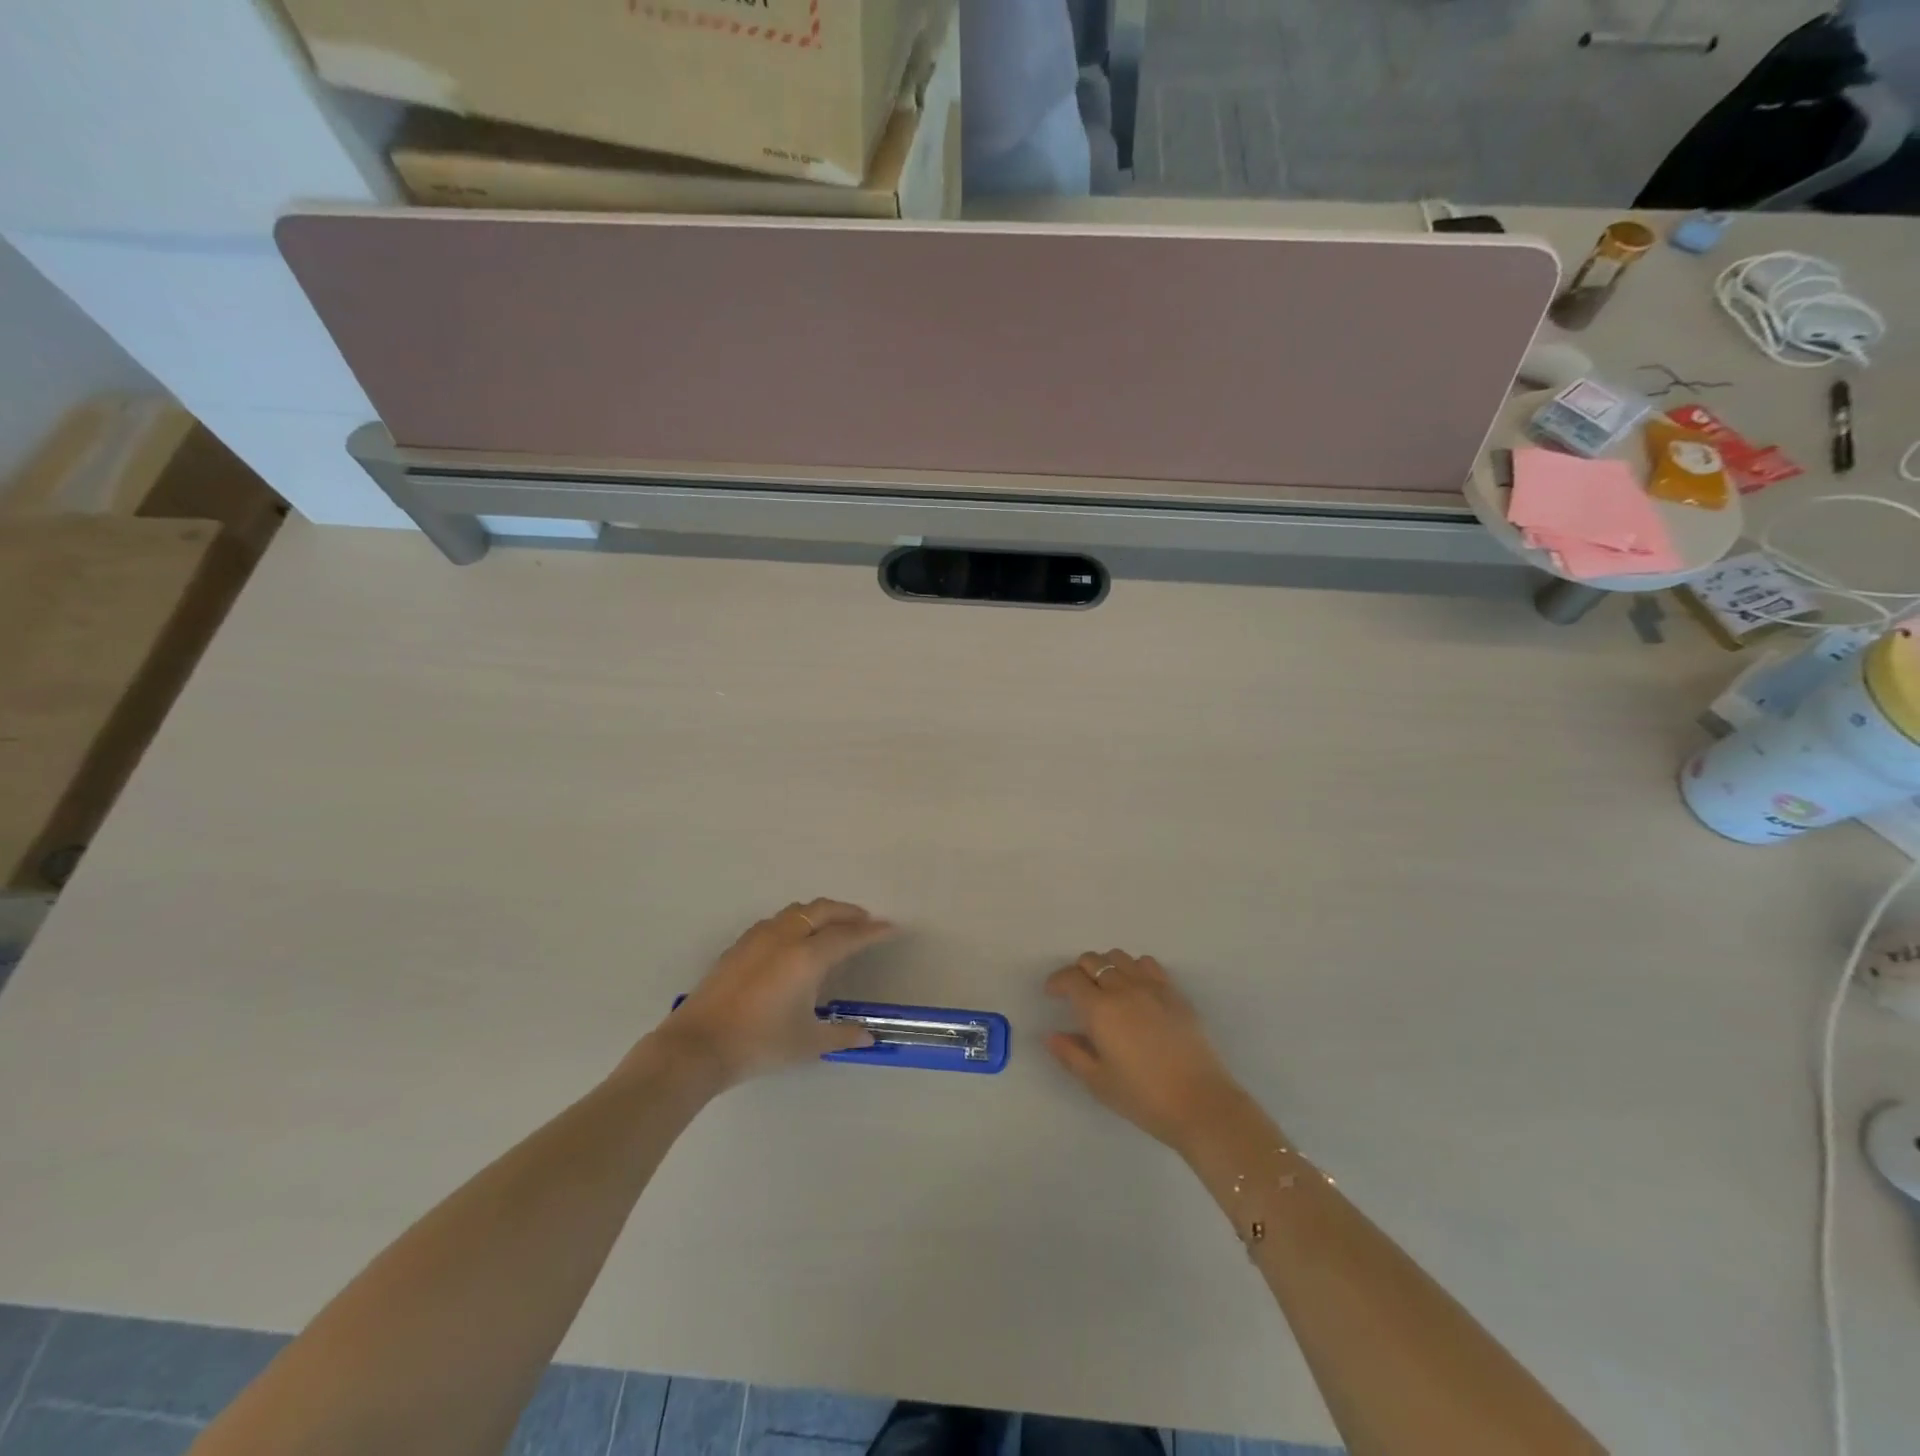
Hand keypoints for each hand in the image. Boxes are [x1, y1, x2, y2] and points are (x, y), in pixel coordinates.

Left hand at [656, 899, 895, 1087]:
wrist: (698, 1045)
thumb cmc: (759, 1043)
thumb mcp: (807, 1043)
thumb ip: (842, 1035)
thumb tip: (868, 1036)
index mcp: (807, 957)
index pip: (849, 936)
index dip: (872, 931)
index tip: (890, 928)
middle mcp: (786, 937)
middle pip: (823, 911)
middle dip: (848, 913)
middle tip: (865, 921)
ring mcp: (759, 937)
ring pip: (798, 910)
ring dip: (820, 913)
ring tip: (832, 926)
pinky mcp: (739, 945)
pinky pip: (777, 921)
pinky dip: (796, 921)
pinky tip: (794, 940)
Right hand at [1045, 949, 1244, 1152]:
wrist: (1200, 1103)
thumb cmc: (1143, 1097)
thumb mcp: (1098, 1082)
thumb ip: (1071, 1054)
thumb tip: (1051, 1035)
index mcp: (1100, 1009)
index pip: (1071, 978)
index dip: (1057, 981)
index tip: (1052, 994)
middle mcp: (1123, 989)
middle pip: (1093, 960)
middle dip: (1078, 971)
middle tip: (1076, 993)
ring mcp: (1151, 987)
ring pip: (1119, 957)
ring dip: (1106, 967)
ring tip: (1106, 988)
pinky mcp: (1174, 993)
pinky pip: (1148, 964)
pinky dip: (1134, 968)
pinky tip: (1136, 989)